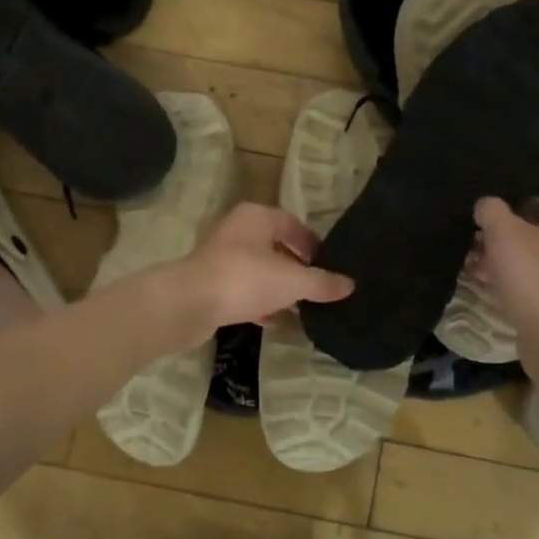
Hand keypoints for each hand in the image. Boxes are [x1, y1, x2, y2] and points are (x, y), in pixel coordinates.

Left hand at [173, 203, 353, 333]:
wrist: (188, 303)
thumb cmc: (244, 278)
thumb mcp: (292, 280)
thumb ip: (321, 283)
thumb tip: (350, 285)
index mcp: (256, 217)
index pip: (291, 223)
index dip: (312, 243)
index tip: (328, 264)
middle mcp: (236, 231)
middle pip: (274, 247)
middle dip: (296, 268)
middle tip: (317, 287)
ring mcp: (219, 258)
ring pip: (258, 270)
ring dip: (278, 287)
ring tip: (301, 308)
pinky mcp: (209, 284)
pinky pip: (242, 290)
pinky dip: (259, 302)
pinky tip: (274, 320)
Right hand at [473, 197, 538, 334]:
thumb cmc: (533, 272)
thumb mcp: (502, 232)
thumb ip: (492, 211)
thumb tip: (486, 205)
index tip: (526, 209)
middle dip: (523, 233)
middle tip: (493, 236)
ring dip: (515, 259)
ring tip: (480, 262)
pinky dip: (518, 282)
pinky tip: (488, 286)